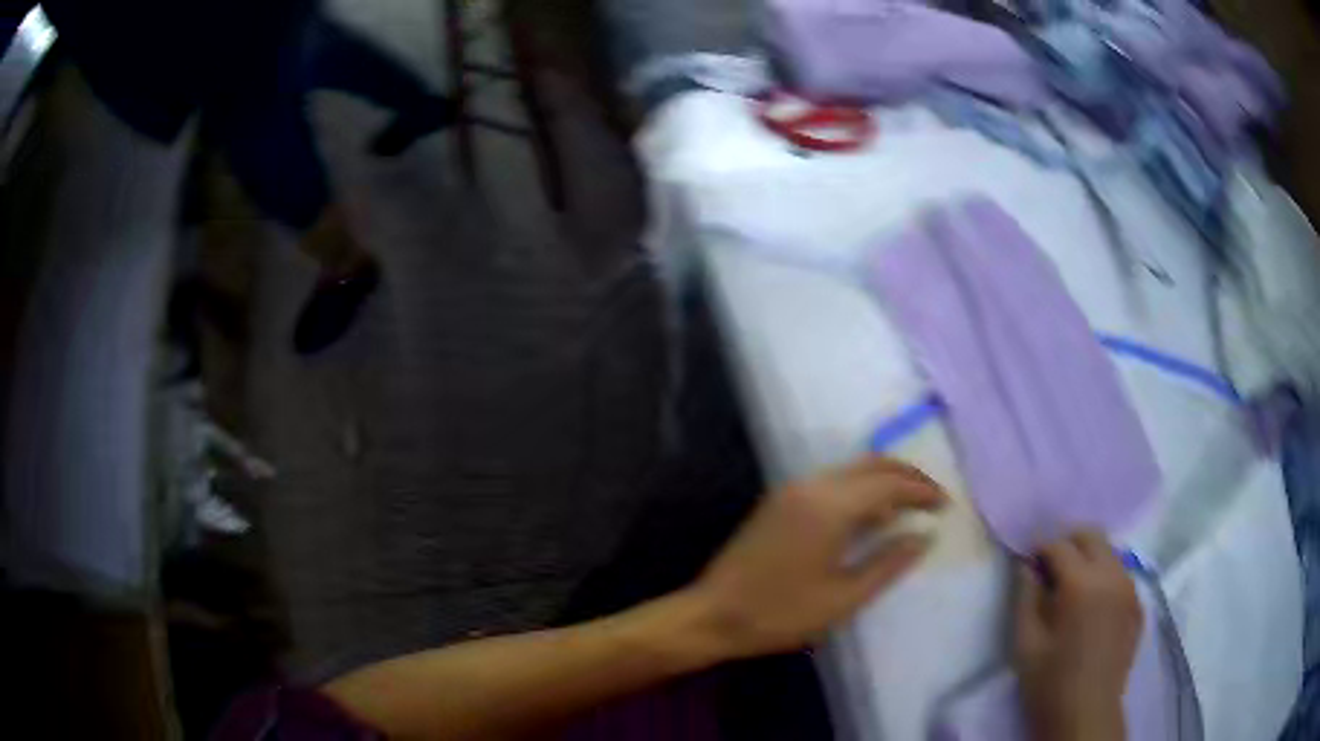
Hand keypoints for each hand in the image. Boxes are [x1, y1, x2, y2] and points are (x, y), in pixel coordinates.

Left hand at [686, 456, 945, 659]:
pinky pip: (830, 482)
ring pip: (850, 470)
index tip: (945, 505)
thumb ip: (889, 563)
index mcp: (830, 506)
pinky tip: (869, 516)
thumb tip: (923, 536)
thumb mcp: (844, 598)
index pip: (890, 483)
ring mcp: (791, 490)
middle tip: (932, 499)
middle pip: (872, 464)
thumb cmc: (780, 613)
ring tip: (908, 509)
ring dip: (883, 481)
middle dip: (906, 476)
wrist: (712, 614)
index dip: (922, 490)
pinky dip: (858, 489)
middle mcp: (811, 485)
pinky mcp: (779, 501)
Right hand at [1014, 530, 1141, 740]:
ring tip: (1070, 585)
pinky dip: (1104, 575)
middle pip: (1092, 536)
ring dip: (1088, 557)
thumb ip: (1025, 599)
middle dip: (1068, 542)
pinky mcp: (1137, 604)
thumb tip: (1026, 567)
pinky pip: (1121, 574)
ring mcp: (1130, 589)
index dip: (1040, 547)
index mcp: (1082, 585)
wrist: (1086, 714)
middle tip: (1049, 566)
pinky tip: (1091, 604)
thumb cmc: (1050, 684)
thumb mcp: (1025, 645)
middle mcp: (1112, 576)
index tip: (1027, 559)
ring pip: (1110, 552)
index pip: (1060, 545)